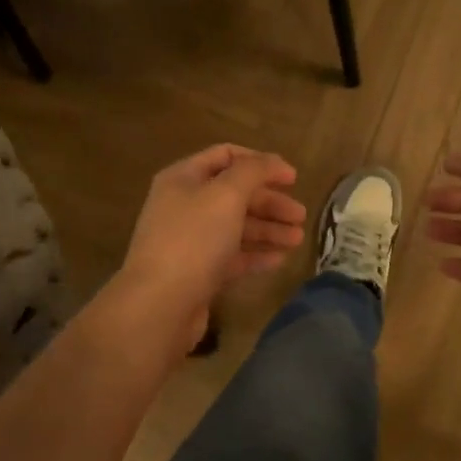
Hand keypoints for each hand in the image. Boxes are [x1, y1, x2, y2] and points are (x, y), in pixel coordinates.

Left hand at [120, 145, 307, 350]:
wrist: (160, 304)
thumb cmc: (194, 239)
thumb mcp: (226, 194)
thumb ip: (254, 171)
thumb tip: (274, 162)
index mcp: (184, 178)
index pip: (226, 156)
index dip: (261, 163)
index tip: (293, 178)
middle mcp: (184, 205)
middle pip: (234, 194)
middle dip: (270, 202)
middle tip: (300, 215)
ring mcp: (190, 241)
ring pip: (236, 227)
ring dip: (268, 229)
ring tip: (298, 239)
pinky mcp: (198, 272)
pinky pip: (232, 256)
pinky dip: (256, 254)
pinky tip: (280, 260)